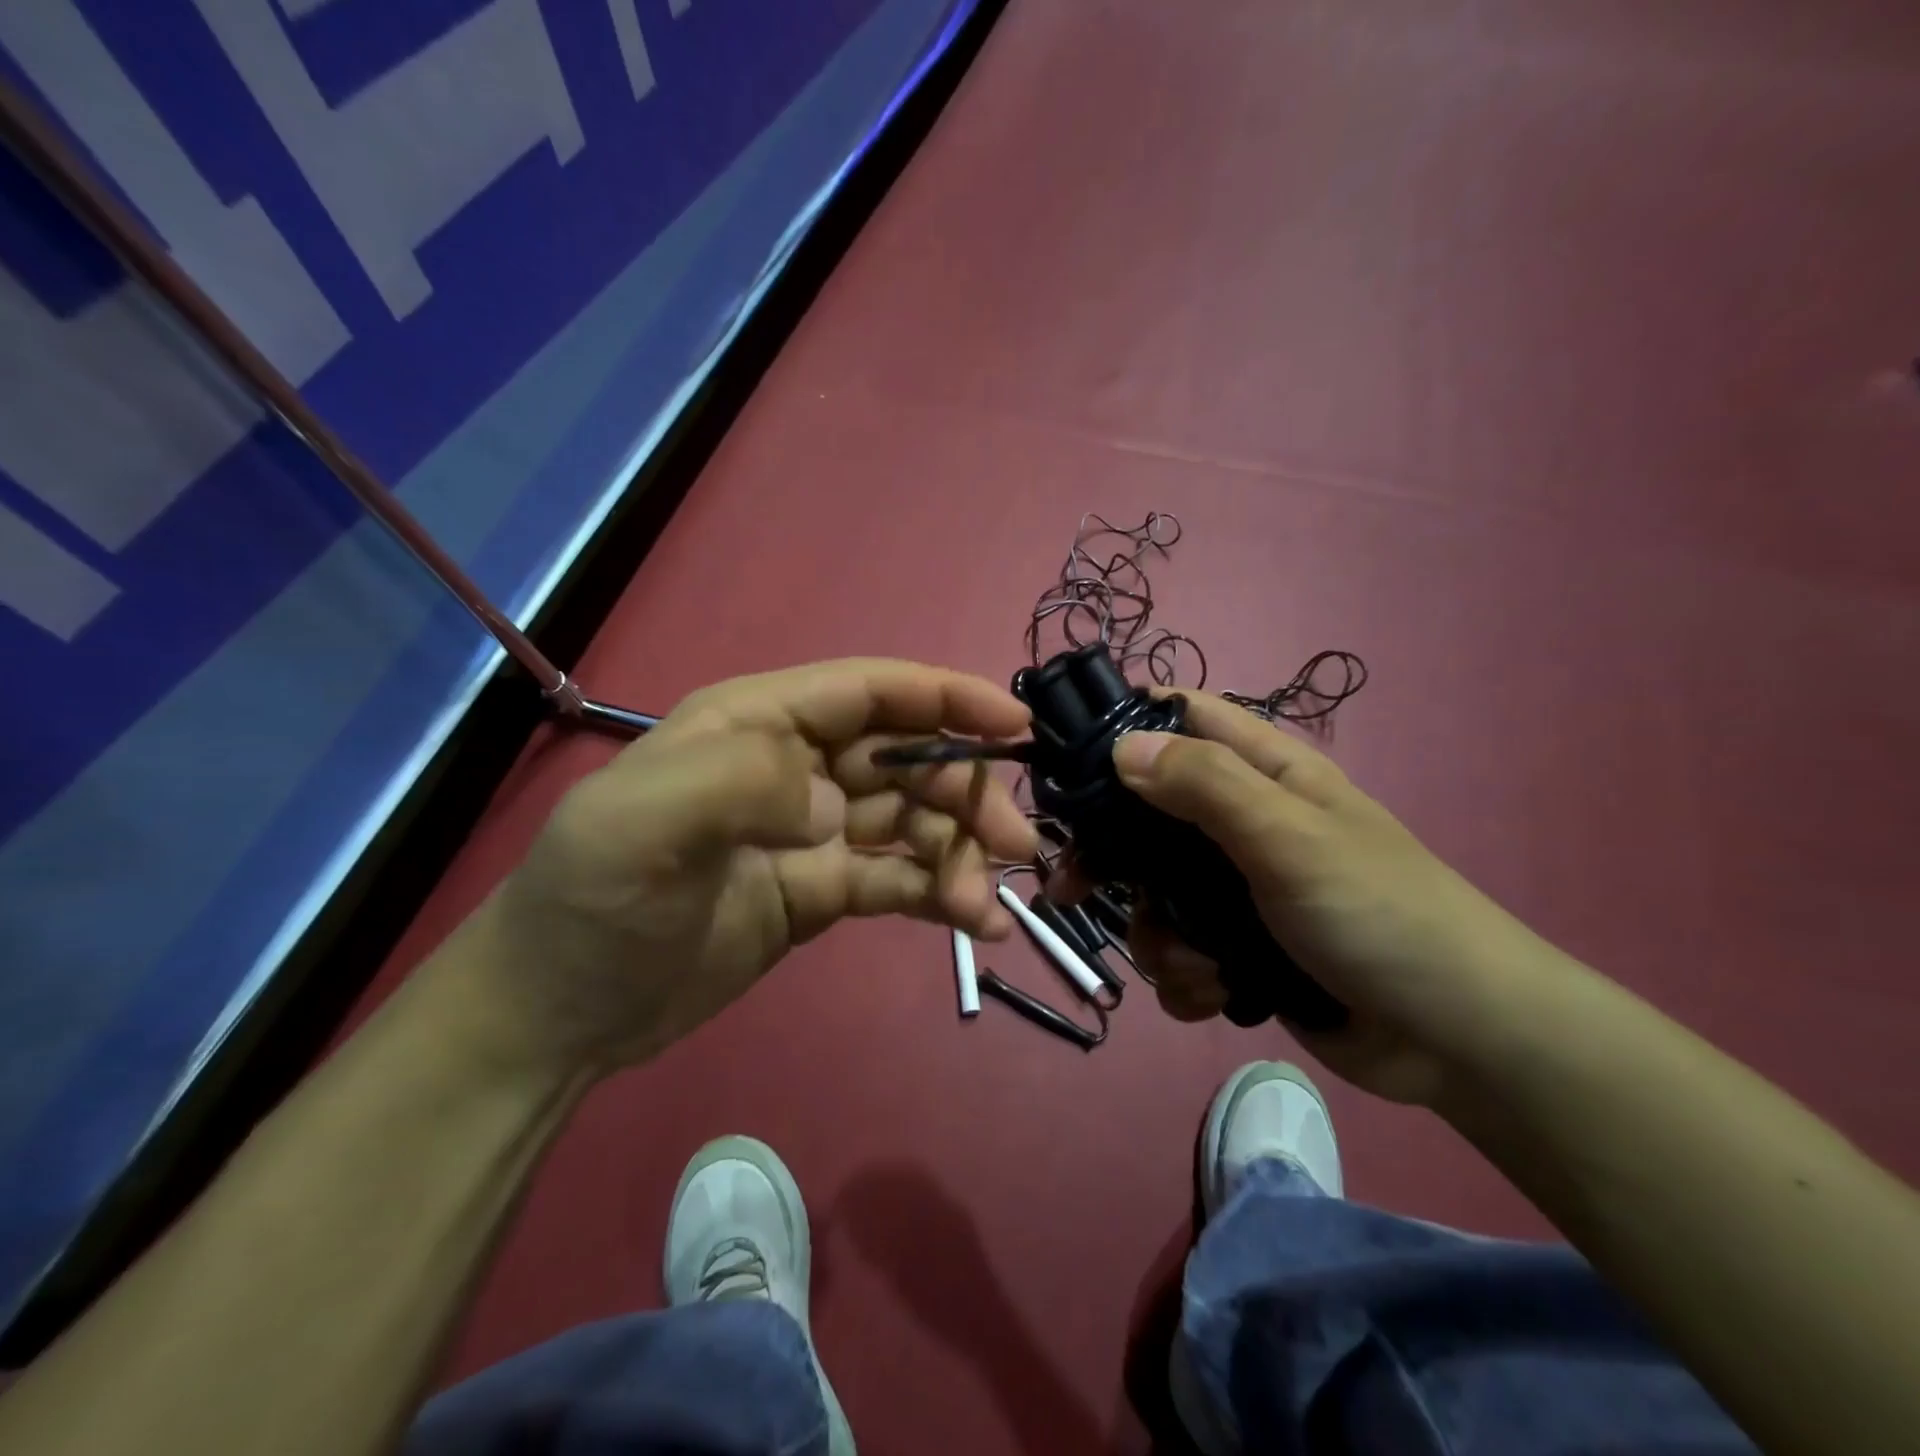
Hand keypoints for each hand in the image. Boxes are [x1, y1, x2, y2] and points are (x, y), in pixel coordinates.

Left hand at [453, 660, 1037, 1077]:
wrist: (560, 1011)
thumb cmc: (592, 901)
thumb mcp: (641, 822)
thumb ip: (743, 782)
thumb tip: (836, 807)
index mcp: (760, 723)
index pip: (871, 691)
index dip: (947, 698)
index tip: (1015, 727)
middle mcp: (795, 766)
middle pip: (906, 759)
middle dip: (966, 792)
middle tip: (1018, 843)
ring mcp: (813, 832)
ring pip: (912, 822)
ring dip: (960, 853)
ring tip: (986, 905)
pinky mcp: (822, 890)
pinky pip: (897, 879)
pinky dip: (940, 894)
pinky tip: (977, 925)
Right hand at [1068, 692, 1551, 1104]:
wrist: (1457, 1040)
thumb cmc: (1379, 914)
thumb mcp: (1289, 838)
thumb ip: (1205, 785)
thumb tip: (1121, 746)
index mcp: (1263, 772)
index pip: (1180, 718)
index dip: (1123, 726)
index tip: (1065, 763)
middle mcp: (1242, 822)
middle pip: (1145, 816)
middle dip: (1112, 858)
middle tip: (1074, 887)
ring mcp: (1237, 889)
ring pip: (1153, 895)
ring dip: (1157, 936)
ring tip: (1194, 965)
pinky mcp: (1238, 948)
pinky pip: (1179, 952)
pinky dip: (1185, 977)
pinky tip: (1215, 994)